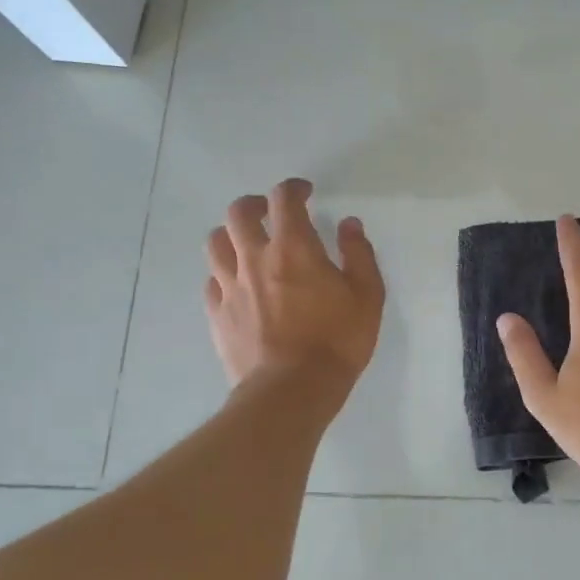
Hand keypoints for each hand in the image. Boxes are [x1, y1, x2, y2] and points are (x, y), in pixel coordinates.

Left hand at [204, 179, 384, 397]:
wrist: (291, 390)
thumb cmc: (336, 340)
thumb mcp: (367, 295)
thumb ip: (358, 253)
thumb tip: (349, 224)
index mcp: (293, 248)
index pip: (283, 199)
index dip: (293, 188)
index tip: (305, 193)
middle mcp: (255, 259)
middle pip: (238, 214)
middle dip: (254, 205)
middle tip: (269, 213)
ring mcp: (230, 287)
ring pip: (216, 243)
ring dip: (231, 235)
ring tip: (247, 244)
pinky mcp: (218, 315)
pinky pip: (212, 282)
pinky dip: (224, 273)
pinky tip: (238, 284)